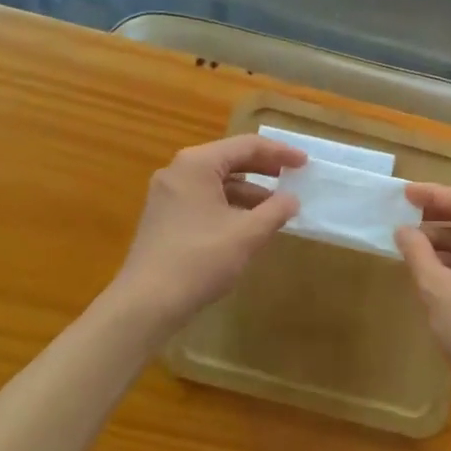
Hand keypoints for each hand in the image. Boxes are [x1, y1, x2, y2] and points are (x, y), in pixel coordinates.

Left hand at [109, 135, 305, 336]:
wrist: (145, 304)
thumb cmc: (199, 260)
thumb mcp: (246, 234)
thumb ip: (275, 211)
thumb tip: (292, 199)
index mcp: (197, 164)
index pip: (247, 146)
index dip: (280, 153)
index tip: (305, 163)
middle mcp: (179, 171)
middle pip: (230, 160)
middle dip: (264, 169)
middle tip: (292, 177)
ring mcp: (167, 194)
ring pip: (217, 181)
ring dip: (248, 190)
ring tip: (275, 207)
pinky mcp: (164, 217)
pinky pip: (204, 198)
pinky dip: (229, 205)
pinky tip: (247, 224)